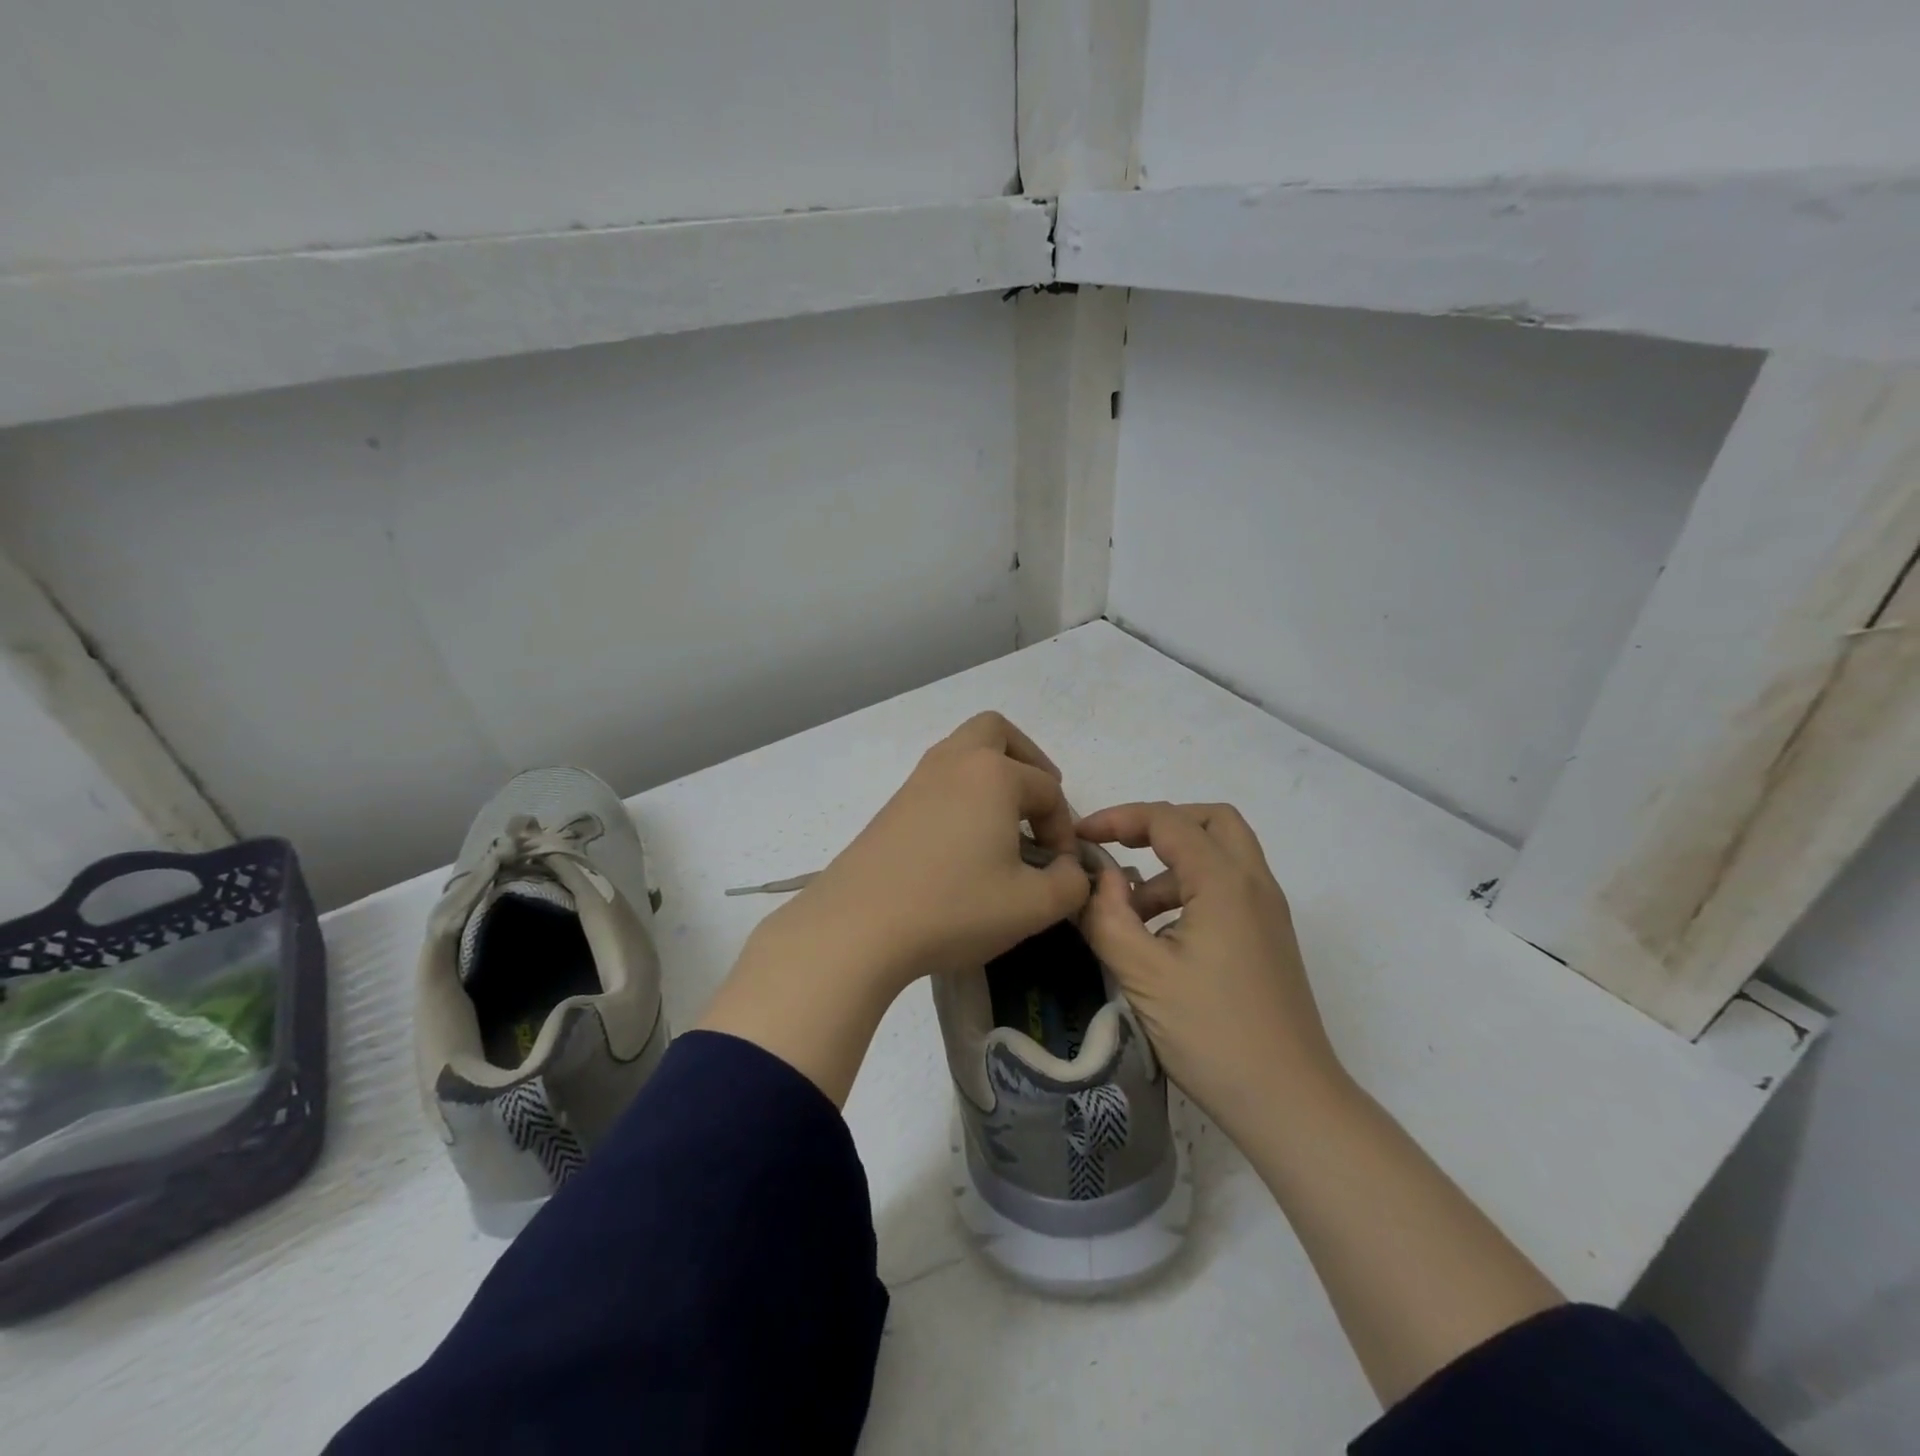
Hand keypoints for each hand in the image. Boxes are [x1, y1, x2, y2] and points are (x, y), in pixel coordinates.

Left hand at [701, 713, 1092, 1105]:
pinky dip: (962, 792)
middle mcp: (954, 762)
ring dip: (992, 774)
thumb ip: (1070, 884)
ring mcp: (917, 780)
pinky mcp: (893, 805)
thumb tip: (1068, 870)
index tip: (1059, 869)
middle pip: (996, 731)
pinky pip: (939, 779)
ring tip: (1006, 821)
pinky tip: (965, 839)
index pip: (1047, 789)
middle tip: (1038, 801)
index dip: (1063, 828)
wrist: (859, 925)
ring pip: (962, 751)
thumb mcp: (1032, 906)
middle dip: (1027, 759)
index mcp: (993, 774)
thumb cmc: (953, 907)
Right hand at [1077, 801, 1344, 1138]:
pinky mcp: (1268, 940)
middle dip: (1160, 825)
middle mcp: (1254, 884)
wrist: (1289, 1102)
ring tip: (1129, 912)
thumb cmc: (1212, 1033)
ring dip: (1171, 865)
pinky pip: (1227, 890)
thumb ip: (1108, 915)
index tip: (1080, 838)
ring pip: (1221, 856)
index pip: (1168, 820)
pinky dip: (1189, 891)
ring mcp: (1267, 913)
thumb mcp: (1143, 974)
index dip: (1118, 818)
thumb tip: (1097, 878)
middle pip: (1210, 821)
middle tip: (1121, 848)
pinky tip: (1158, 938)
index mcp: (1224, 882)